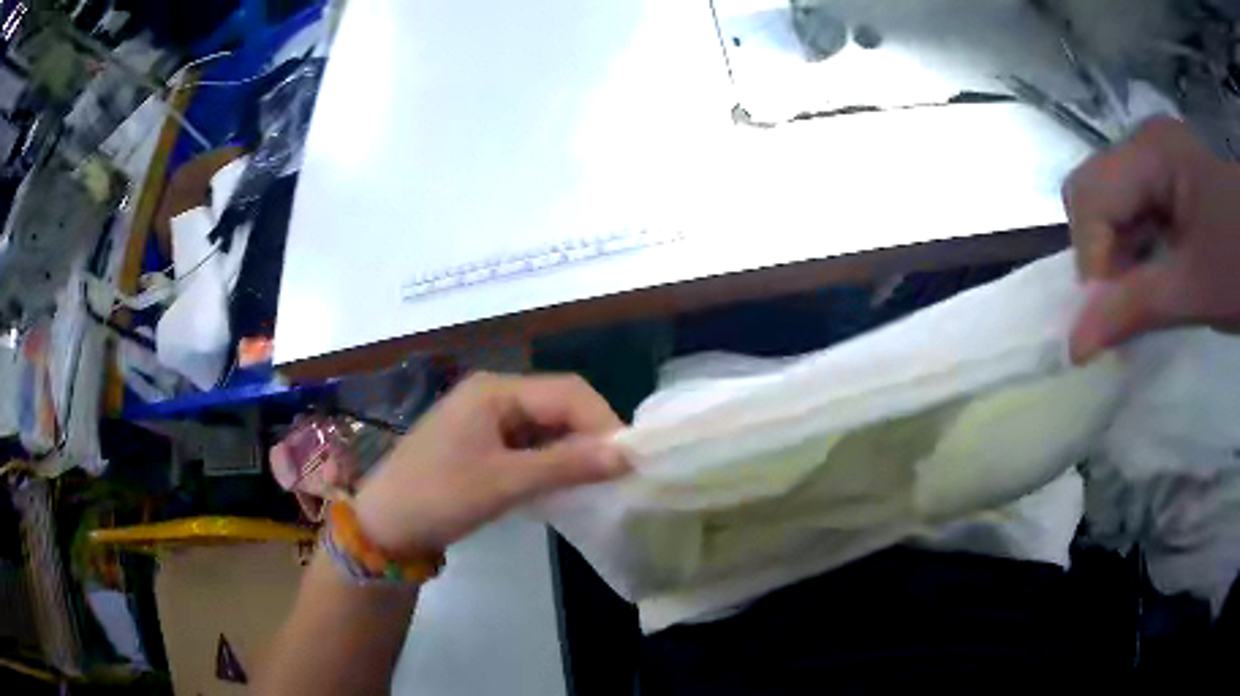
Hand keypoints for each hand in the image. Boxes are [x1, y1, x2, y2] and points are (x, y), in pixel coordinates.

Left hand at [353, 373, 628, 555]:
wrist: (384, 525)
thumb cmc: (438, 496)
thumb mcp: (504, 482)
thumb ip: (565, 465)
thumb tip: (626, 455)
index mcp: (495, 391)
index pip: (567, 392)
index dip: (603, 421)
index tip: (629, 460)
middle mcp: (494, 395)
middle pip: (558, 404)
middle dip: (591, 435)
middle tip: (618, 474)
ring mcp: (486, 419)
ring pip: (546, 426)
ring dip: (573, 450)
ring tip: (598, 481)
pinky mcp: (483, 444)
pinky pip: (529, 444)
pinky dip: (551, 461)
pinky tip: (565, 483)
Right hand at [1064, 117, 1239, 363]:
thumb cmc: (1238, 263)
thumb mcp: (1196, 290)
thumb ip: (1136, 309)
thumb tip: (1074, 346)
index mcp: (1152, 152)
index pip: (1090, 196)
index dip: (1091, 259)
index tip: (1108, 320)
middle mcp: (1146, 143)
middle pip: (1094, 193)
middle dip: (1099, 255)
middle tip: (1122, 309)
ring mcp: (1159, 158)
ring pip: (1112, 204)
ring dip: (1117, 256)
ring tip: (1139, 298)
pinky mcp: (1171, 178)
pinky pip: (1136, 210)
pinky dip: (1137, 250)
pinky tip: (1154, 275)